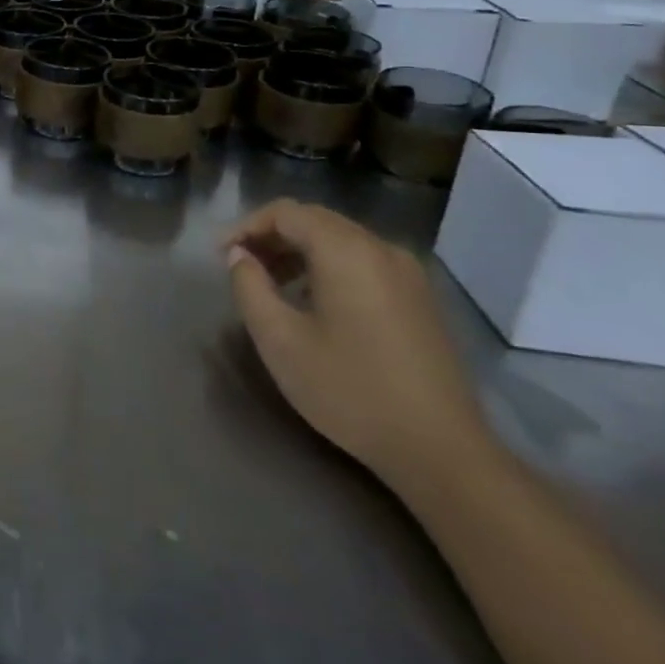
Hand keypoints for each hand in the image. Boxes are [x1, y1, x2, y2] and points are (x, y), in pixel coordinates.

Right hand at [224, 199, 494, 491]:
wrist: (442, 451)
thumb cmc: (350, 390)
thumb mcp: (279, 339)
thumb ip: (249, 287)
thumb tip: (239, 257)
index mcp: (346, 251)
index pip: (285, 212)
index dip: (246, 227)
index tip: (222, 256)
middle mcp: (381, 249)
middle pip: (314, 220)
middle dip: (271, 236)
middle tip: (241, 266)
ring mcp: (408, 274)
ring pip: (340, 240)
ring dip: (299, 251)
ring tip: (271, 284)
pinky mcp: (420, 299)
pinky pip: (363, 261)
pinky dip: (328, 266)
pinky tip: (314, 302)